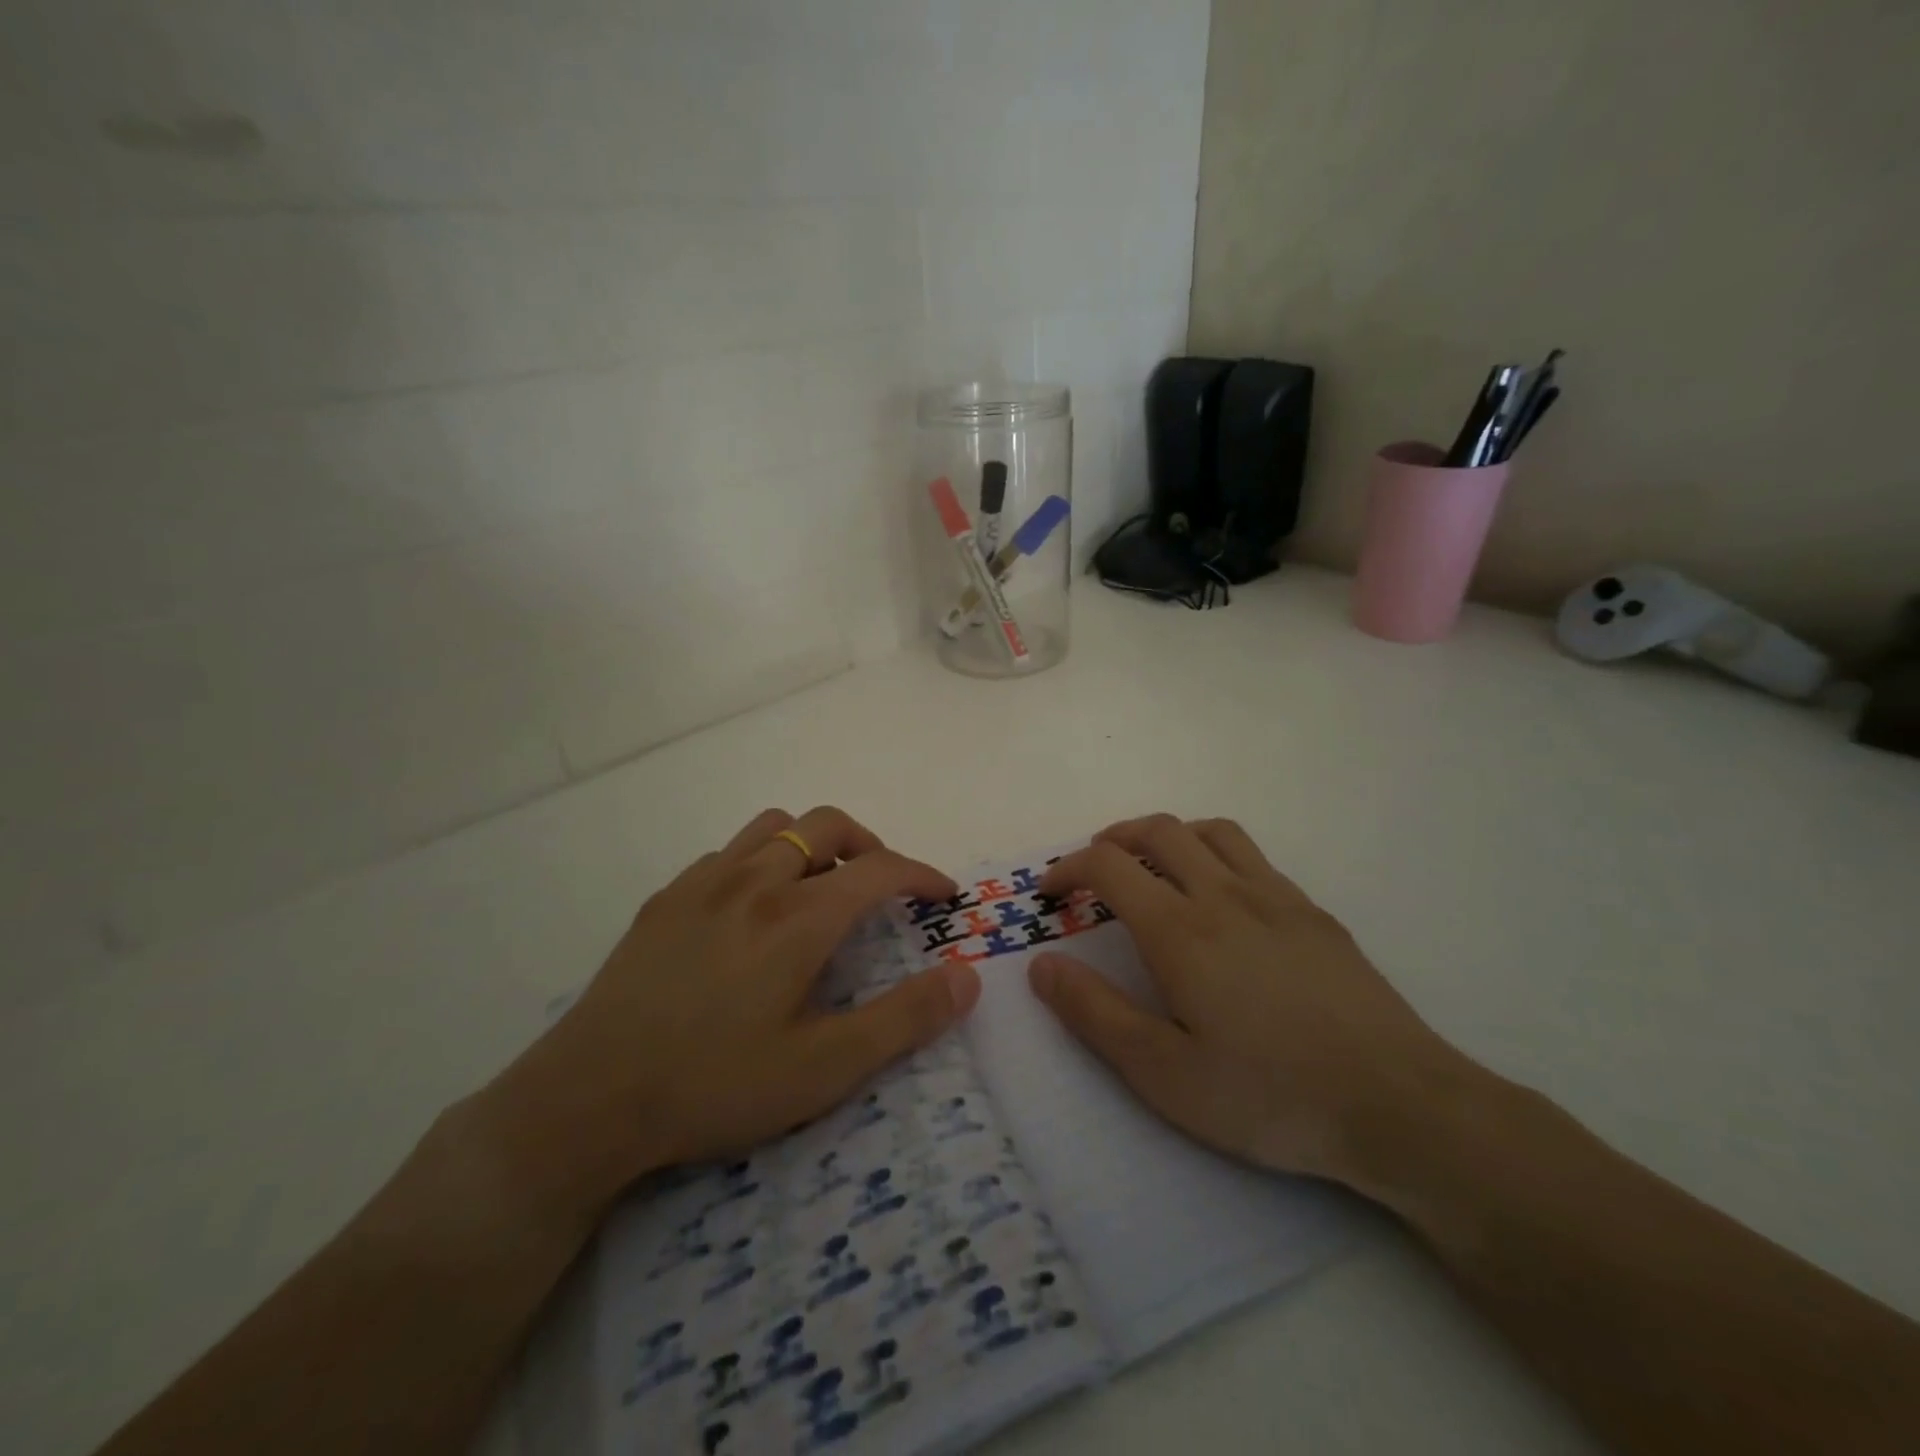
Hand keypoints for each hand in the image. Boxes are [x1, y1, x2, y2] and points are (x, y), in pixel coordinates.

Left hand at [477, 808, 980, 1223]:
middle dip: (869, 844)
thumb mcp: (824, 1069)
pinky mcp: (665, 899)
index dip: (921, 874)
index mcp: (798, 918)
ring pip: (774, 826)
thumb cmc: (715, 1085)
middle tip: (881, 887)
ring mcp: (703, 883)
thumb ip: (904, 1019)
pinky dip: (760, 861)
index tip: (942, 894)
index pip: (879, 869)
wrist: (587, 1101)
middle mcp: (754, 881)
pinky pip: (727, 853)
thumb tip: (967, 975)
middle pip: (827, 825)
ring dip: (812, 843)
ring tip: (820, 888)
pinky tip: (751, 910)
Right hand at [1028, 815, 1475, 1189]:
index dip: (1069, 867)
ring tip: (1153, 867)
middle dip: (1114, 837)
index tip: (1051, 892)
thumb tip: (1041, 965)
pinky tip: (1222, 900)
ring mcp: (1276, 897)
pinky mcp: (1314, 914)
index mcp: (1181, 929)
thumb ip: (1094, 1013)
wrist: (1398, 1106)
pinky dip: (1216, 855)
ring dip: (1169, 836)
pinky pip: (1253, 857)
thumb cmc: (1269, 1095)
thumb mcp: (1163, 1073)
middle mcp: (1224, 894)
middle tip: (1094, 868)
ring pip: (1211, 831)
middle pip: (1159, 830)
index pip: (1109, 865)